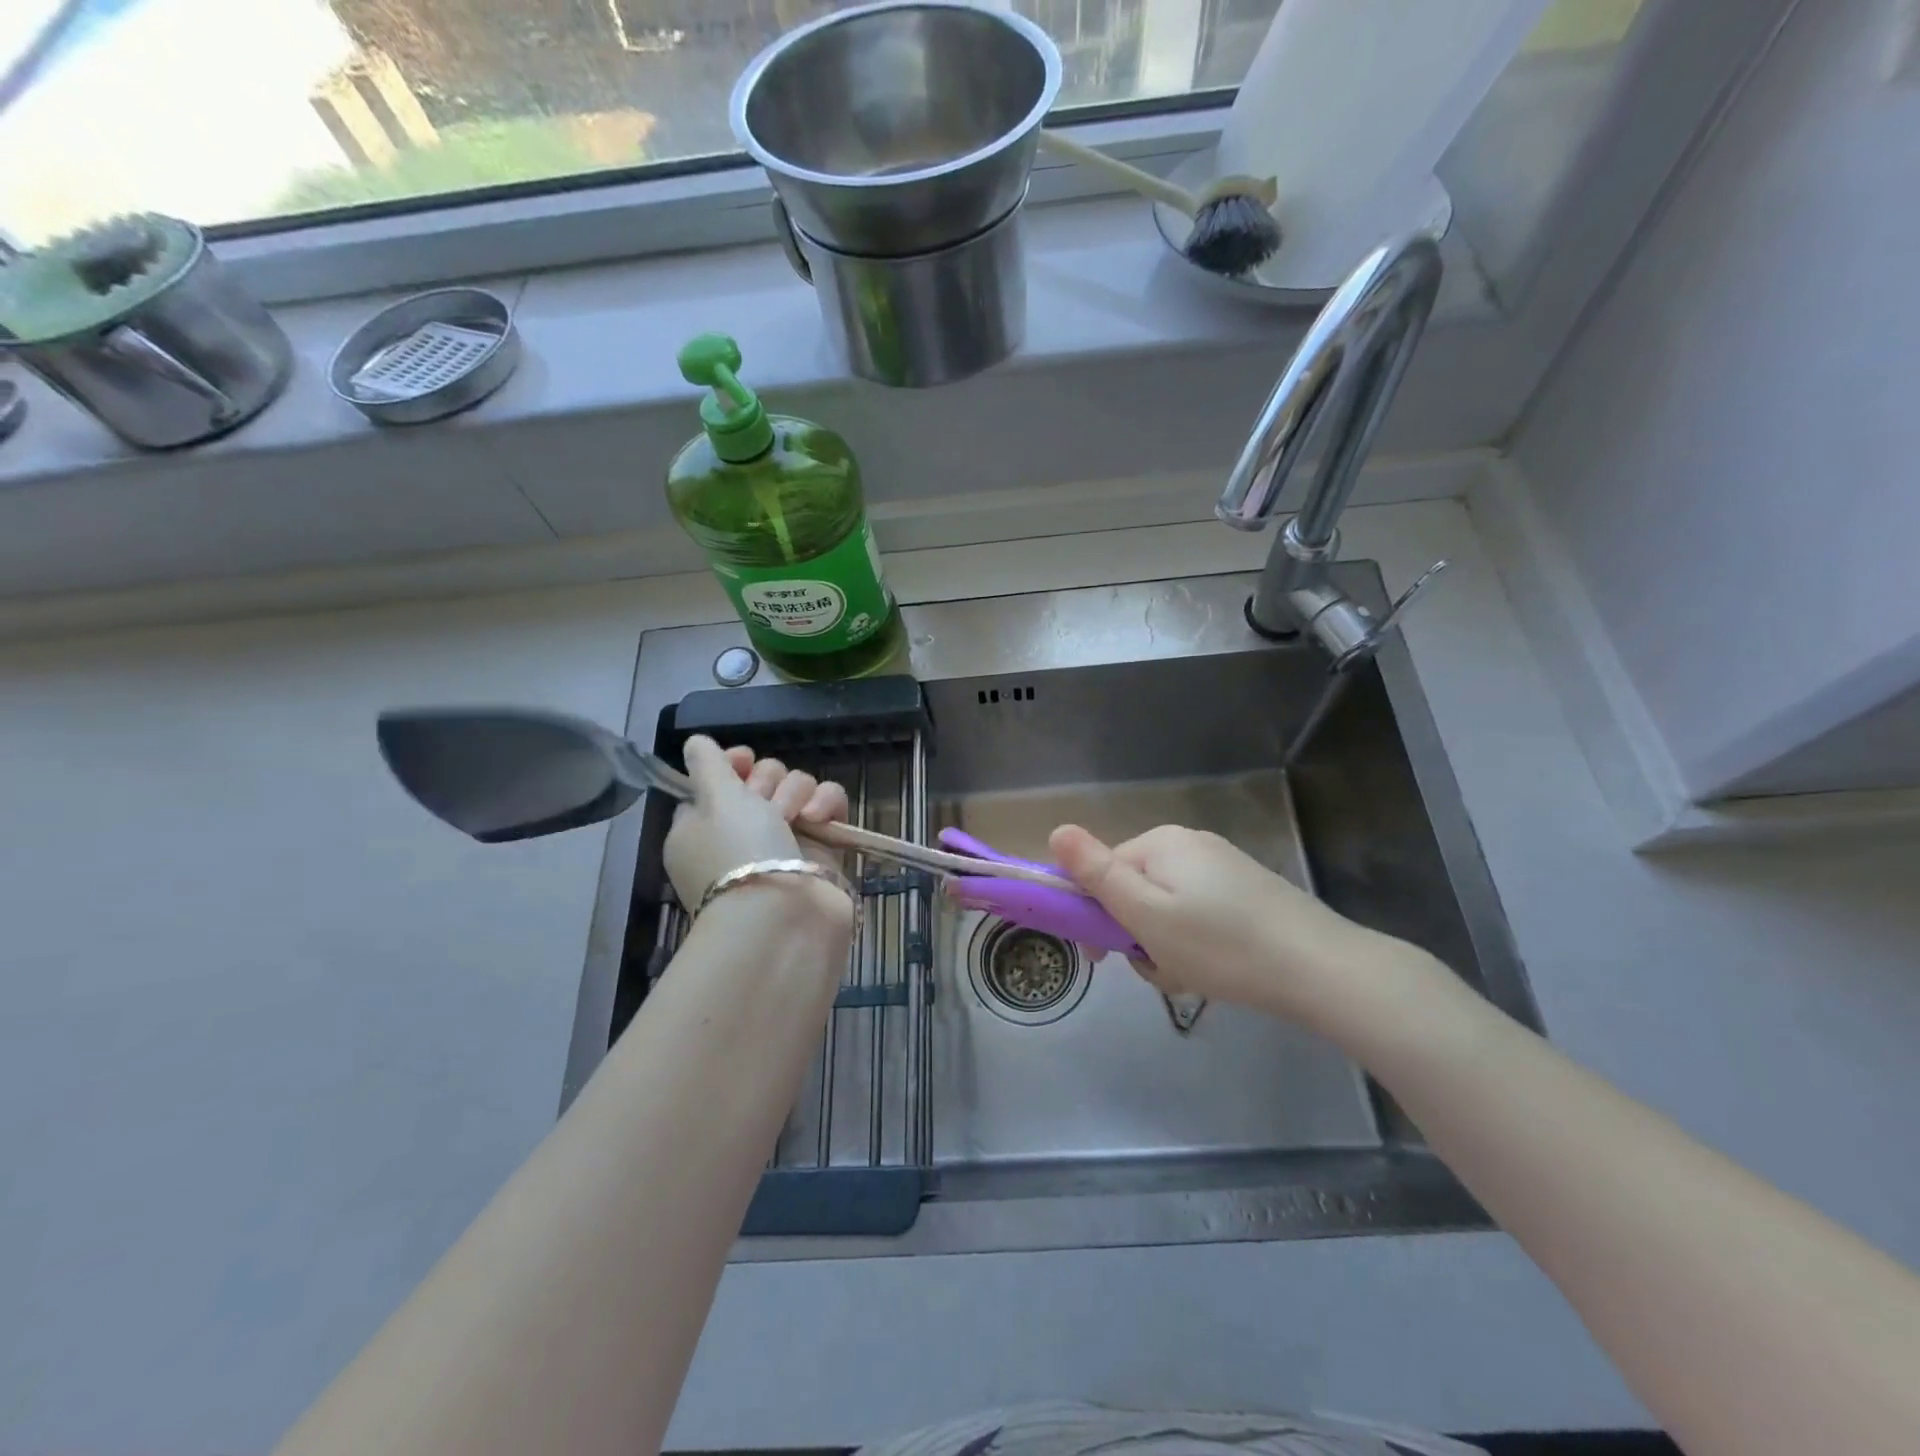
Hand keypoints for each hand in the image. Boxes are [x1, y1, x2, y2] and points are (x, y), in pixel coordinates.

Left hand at [664, 735, 849, 911]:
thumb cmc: (738, 852)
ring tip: (795, 817)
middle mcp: (742, 831)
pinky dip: (826, 805)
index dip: (731, 764)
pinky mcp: (820, 848)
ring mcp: (783, 840)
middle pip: (762, 780)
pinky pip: (828, 806)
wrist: (783, 916)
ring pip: (798, 788)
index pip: (718, 780)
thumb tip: (695, 743)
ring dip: (797, 792)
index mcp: (703, 824)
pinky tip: (819, 818)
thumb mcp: (713, 799)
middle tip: (765, 802)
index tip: (742, 761)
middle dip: (768, 780)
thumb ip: (707, 764)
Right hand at [1048, 822, 1424, 1032]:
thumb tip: (1056, 829)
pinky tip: (1214, 970)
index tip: (1103, 957)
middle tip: (1159, 970)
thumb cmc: (1219, 944)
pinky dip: (1195, 944)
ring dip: (1165, 946)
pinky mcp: (1246, 891)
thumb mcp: (1145, 914)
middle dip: (1136, 934)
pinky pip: (1197, 914)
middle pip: (1135, 890)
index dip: (1095, 914)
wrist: (1319, 968)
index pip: (1102, 872)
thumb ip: (1097, 873)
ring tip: (1189, 977)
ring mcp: (1222, 866)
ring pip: (1166, 908)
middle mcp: (1189, 844)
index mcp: (1160, 843)